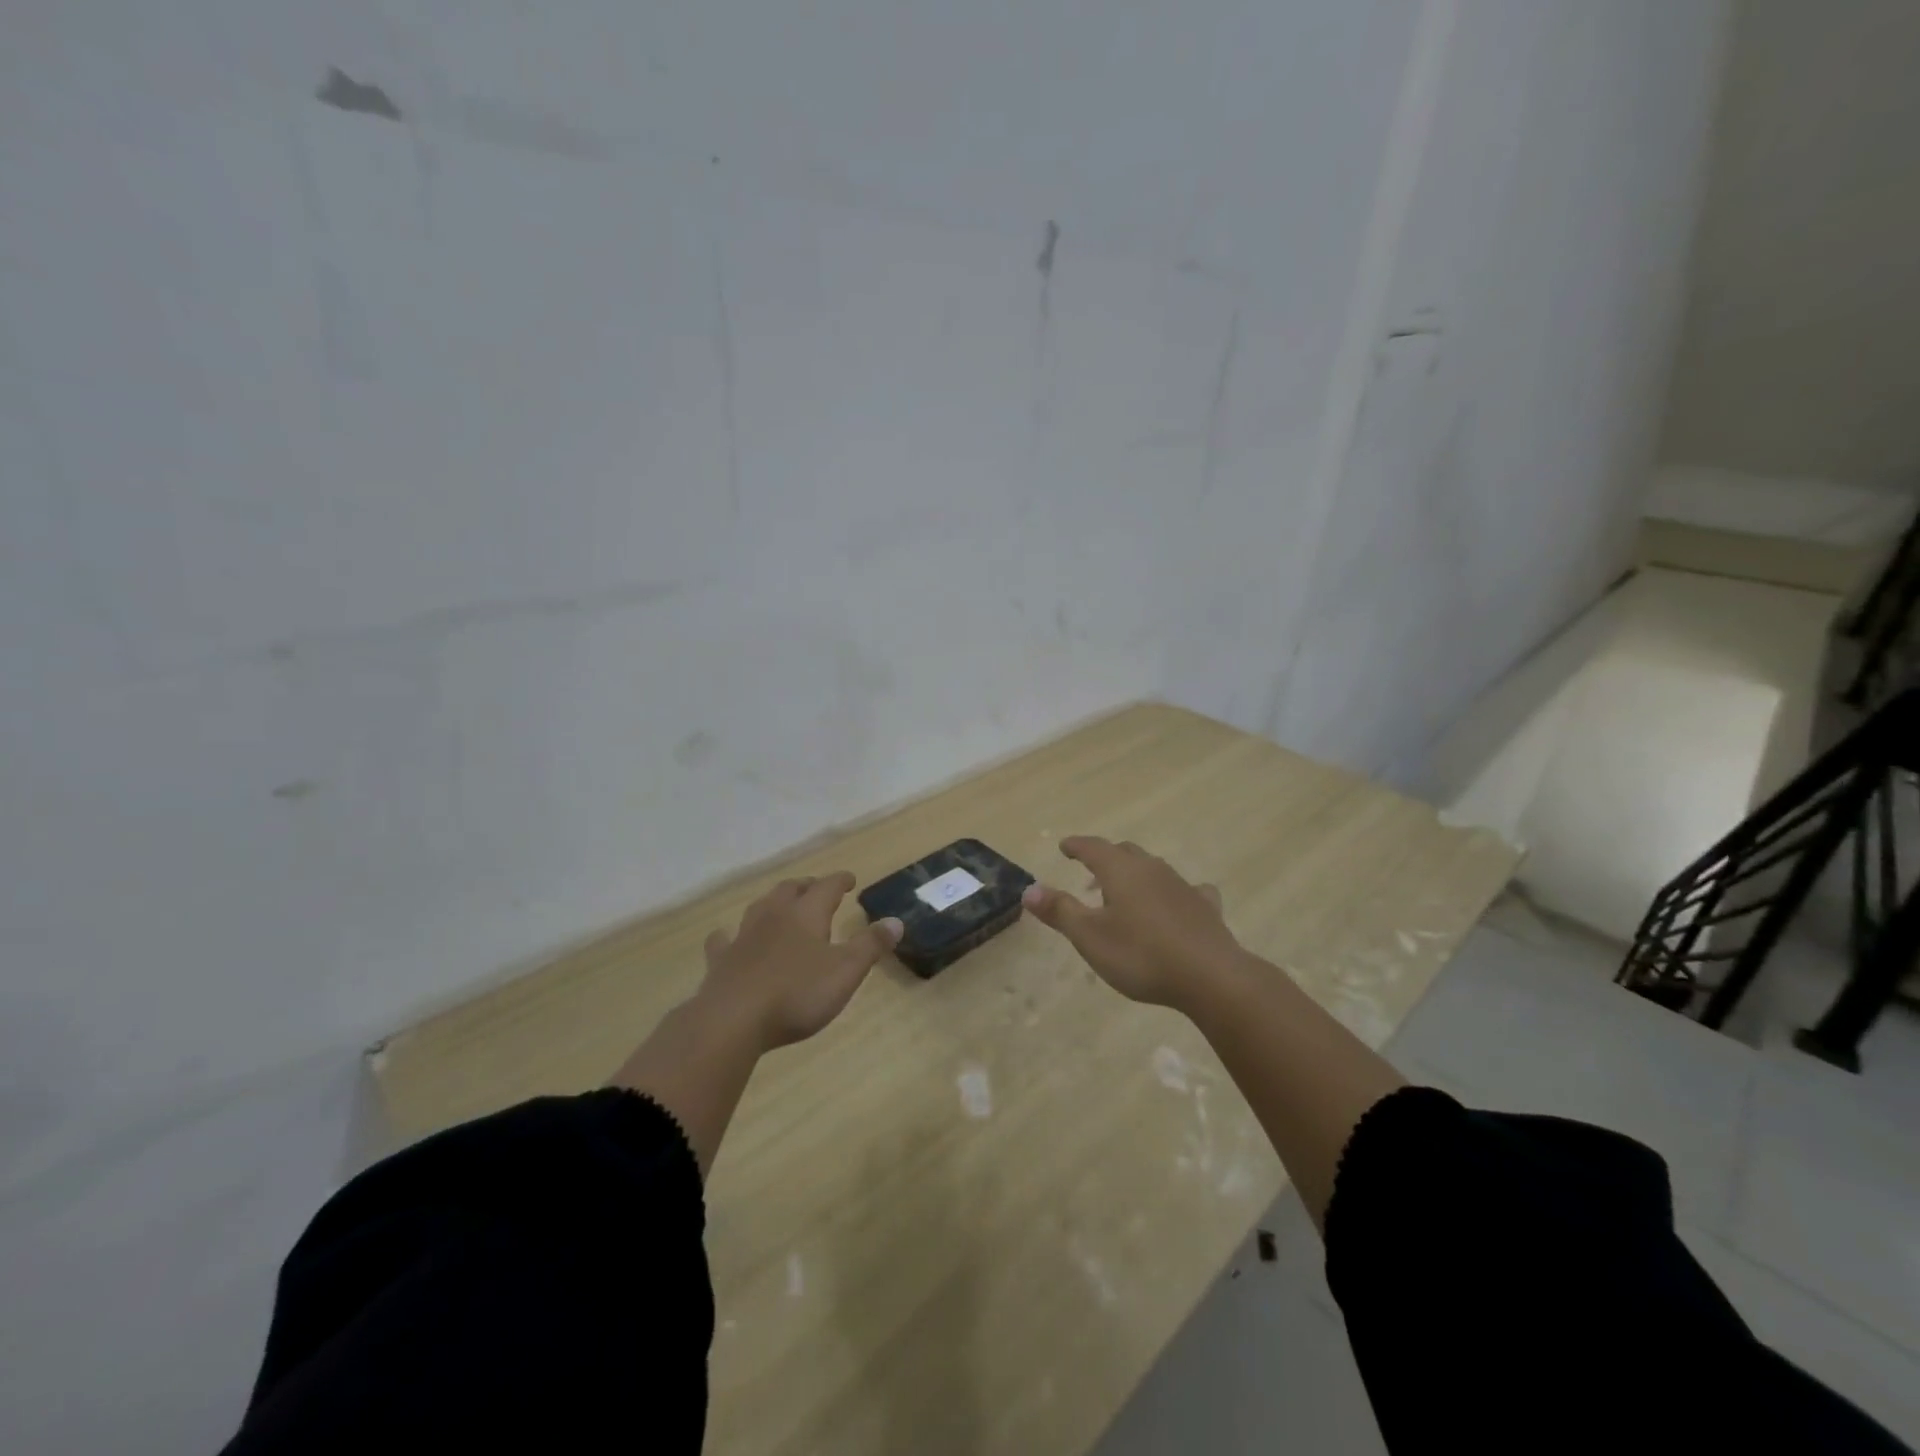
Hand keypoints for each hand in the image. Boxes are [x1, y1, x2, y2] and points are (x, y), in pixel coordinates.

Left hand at [696, 872, 901, 1051]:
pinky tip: (728, 938)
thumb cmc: (797, 994)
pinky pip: (724, 939)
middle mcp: (774, 916)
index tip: (850, 879)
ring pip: (760, 908)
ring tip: (782, 906)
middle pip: (790, 890)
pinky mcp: (720, 961)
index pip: (826, 887)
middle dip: (806, 886)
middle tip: (816, 889)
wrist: (732, 1020)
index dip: (840, 881)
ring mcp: (743, 936)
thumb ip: (871, 945)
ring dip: (774, 903)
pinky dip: (730, 935)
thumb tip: (896, 921)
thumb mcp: (846, 971)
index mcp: (806, 914)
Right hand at [1021, 836, 1245, 1009]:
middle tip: (1091, 873)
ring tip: (1124, 894)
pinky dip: (1173, 893)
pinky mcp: (1205, 908)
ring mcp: (1182, 886)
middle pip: (1125, 853)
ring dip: (1135, 875)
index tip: (1065, 846)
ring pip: (1154, 869)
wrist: (1211, 977)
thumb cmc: (1141, 955)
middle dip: (1105, 858)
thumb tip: (1029, 889)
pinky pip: (1187, 890)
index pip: (1093, 848)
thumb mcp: (1090, 937)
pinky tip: (1177, 904)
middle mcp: (1152, 870)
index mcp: (1121, 871)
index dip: (1077, 846)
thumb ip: (1059, 911)